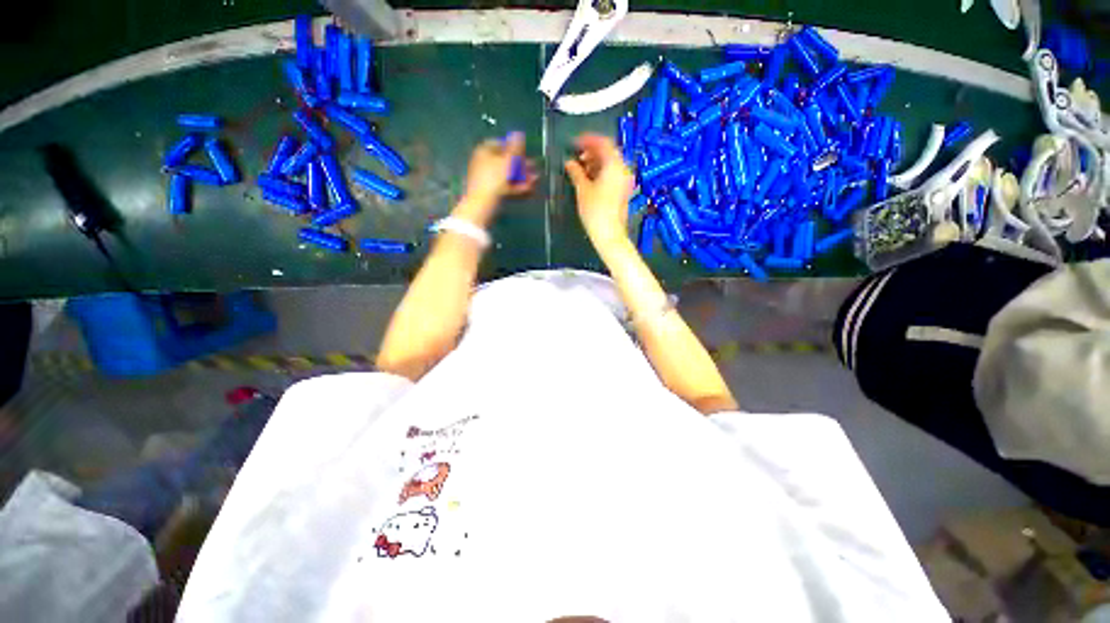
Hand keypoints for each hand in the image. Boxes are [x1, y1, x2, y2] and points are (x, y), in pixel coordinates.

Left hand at [457, 132, 537, 226]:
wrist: (483, 205)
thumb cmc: (494, 179)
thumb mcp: (507, 161)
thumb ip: (515, 147)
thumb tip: (519, 133)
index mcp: (484, 151)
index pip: (500, 144)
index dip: (514, 148)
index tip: (525, 153)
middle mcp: (484, 163)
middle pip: (506, 162)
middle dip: (522, 167)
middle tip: (534, 169)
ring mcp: (487, 180)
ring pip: (508, 176)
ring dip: (522, 178)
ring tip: (535, 181)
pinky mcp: (491, 193)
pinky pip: (506, 187)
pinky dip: (517, 188)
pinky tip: (529, 190)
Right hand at [564, 134, 635, 248]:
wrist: (609, 235)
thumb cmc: (595, 211)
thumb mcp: (582, 190)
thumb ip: (576, 172)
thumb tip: (569, 162)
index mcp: (615, 165)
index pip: (603, 143)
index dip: (587, 140)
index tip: (574, 143)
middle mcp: (623, 169)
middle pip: (608, 152)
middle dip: (591, 151)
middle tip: (576, 155)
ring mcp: (625, 181)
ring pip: (611, 163)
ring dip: (596, 162)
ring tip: (580, 167)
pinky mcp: (624, 190)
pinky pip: (613, 174)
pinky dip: (601, 171)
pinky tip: (589, 178)